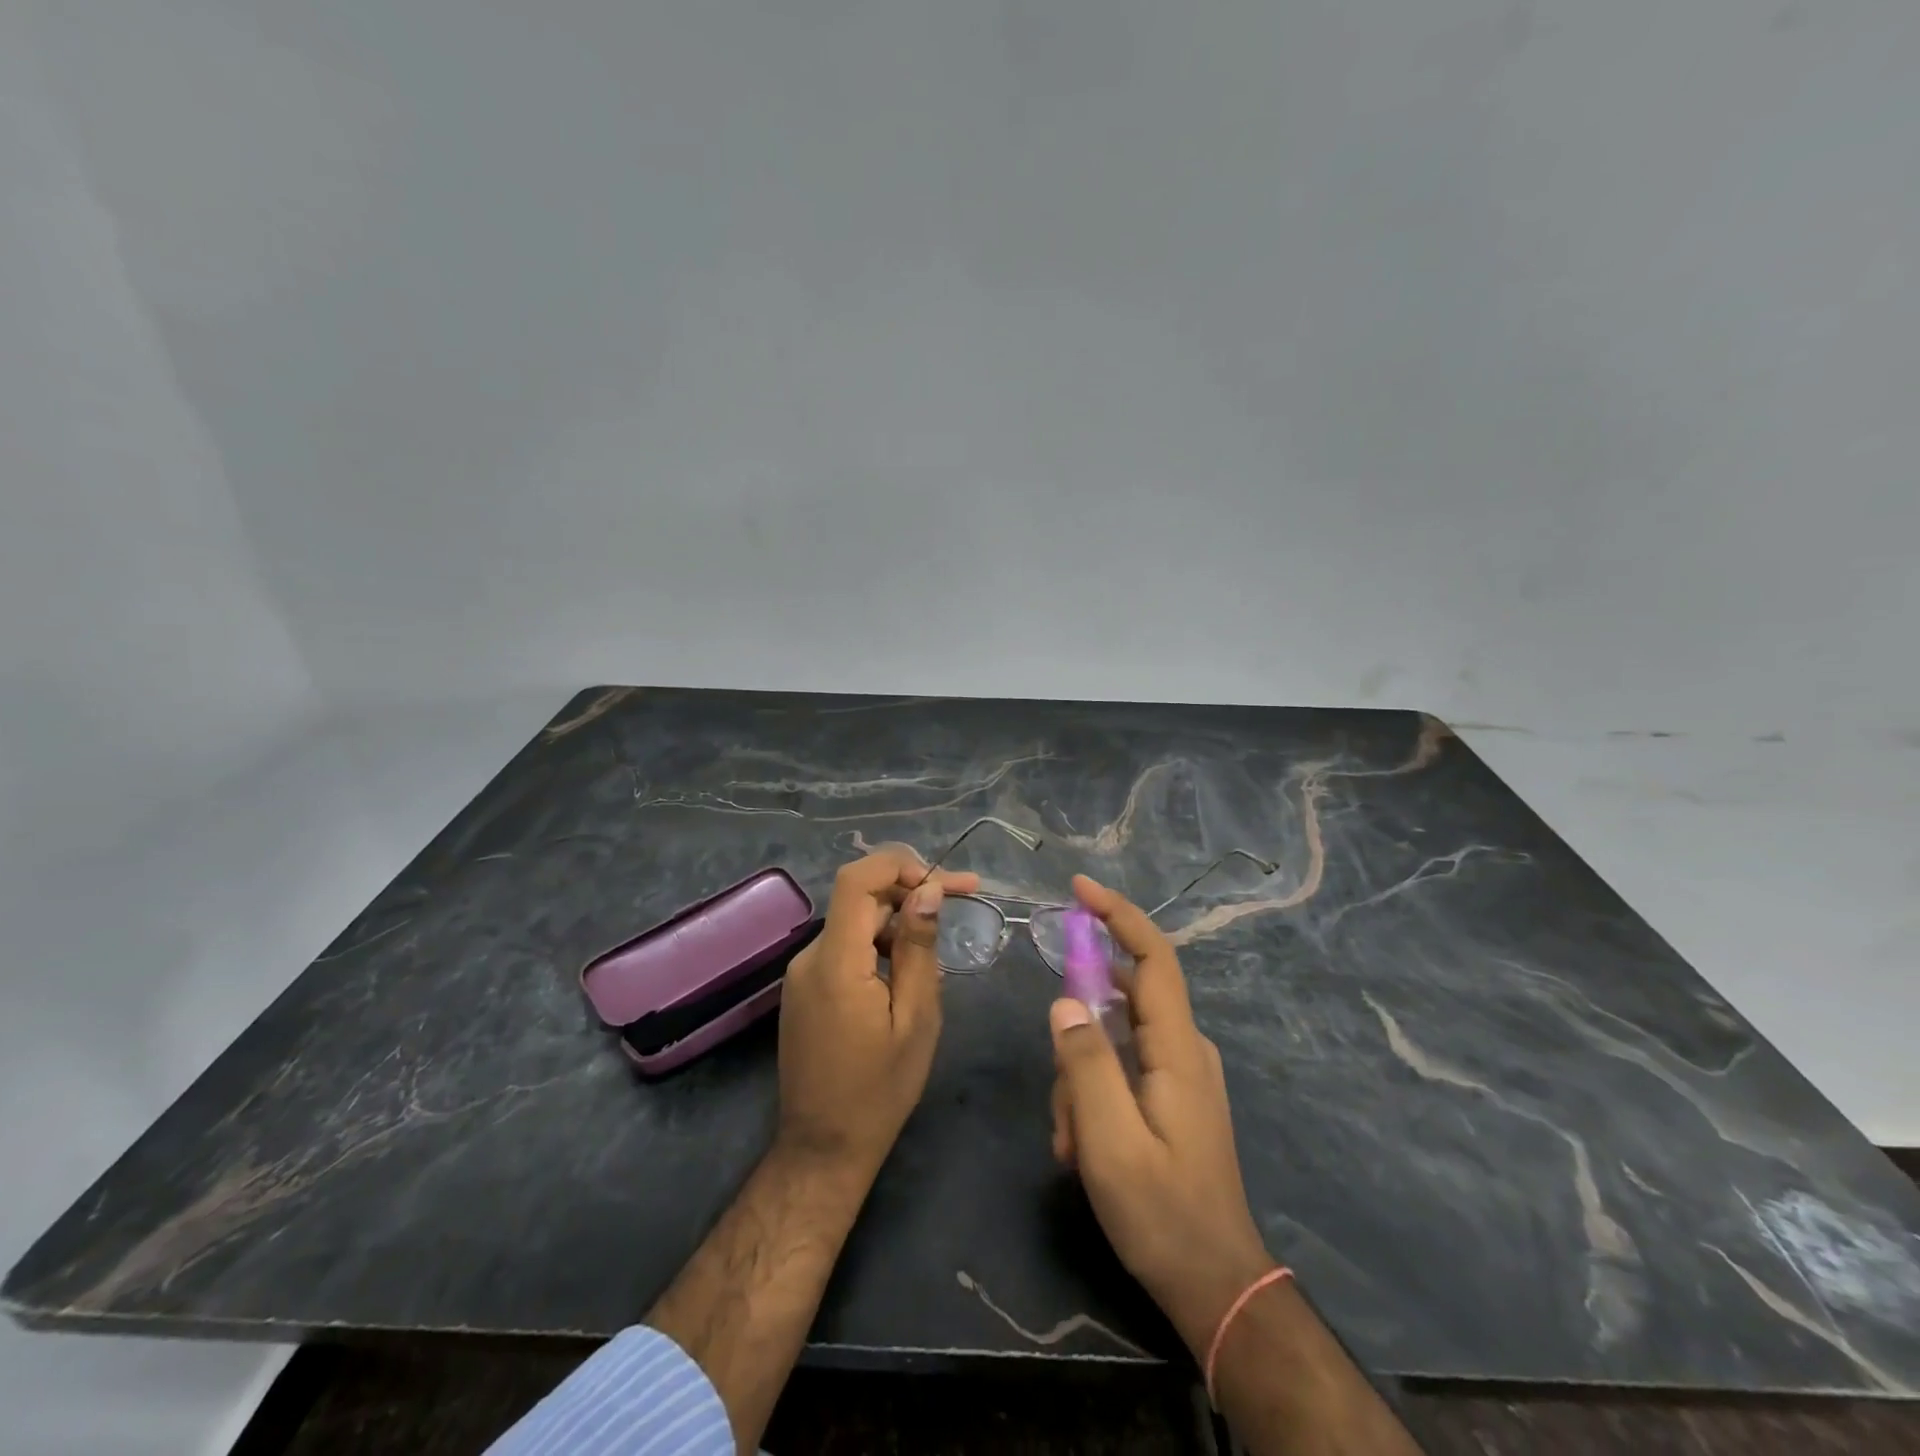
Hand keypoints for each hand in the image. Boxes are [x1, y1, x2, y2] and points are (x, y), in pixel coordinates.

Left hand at [775, 847, 978, 1182]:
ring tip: (938, 958)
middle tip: (963, 900)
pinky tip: (907, 977)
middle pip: (860, 899)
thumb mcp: (916, 1018)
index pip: (857, 880)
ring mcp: (803, 974)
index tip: (943, 881)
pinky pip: (846, 949)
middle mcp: (811, 957)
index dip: (899, 864)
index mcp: (836, 962)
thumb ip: (919, 948)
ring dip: (898, 924)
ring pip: (856, 924)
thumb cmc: (879, 1090)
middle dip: (911, 893)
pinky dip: (879, 946)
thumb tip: (928, 891)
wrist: (823, 1148)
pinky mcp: (805, 989)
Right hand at [1049, 875, 1276, 1356]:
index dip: (1117, 914)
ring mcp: (1179, 1072)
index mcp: (1178, 1048)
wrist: (1215, 1285)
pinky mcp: (1170, 1095)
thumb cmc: (1163, 1213)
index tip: (1078, 888)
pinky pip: (1119, 1068)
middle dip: (1077, 1037)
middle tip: (1065, 1105)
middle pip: (1119, 1000)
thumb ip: (1085, 1064)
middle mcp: (1184, 1048)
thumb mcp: (1110, 1142)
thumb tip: (1064, 1001)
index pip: (1151, 956)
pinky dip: (1091, 1096)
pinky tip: (1081, 1147)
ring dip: (1079, 1082)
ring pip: (1110, 1041)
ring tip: (1073, 1146)